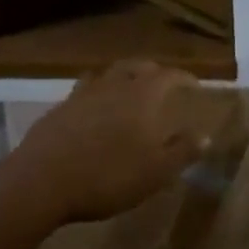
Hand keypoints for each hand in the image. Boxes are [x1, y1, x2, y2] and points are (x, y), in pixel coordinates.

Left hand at [0, 59, 218, 228]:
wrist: (42, 182)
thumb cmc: (108, 176)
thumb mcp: (156, 172)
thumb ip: (182, 151)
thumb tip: (206, 136)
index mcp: (143, 95)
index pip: (170, 75)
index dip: (185, 78)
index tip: (195, 86)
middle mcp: (114, 85)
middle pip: (138, 66)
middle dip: (155, 72)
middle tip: (165, 84)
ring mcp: (83, 94)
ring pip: (109, 74)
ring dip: (124, 77)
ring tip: (131, 91)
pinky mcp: (59, 108)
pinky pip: (86, 90)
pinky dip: (99, 93)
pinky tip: (97, 111)